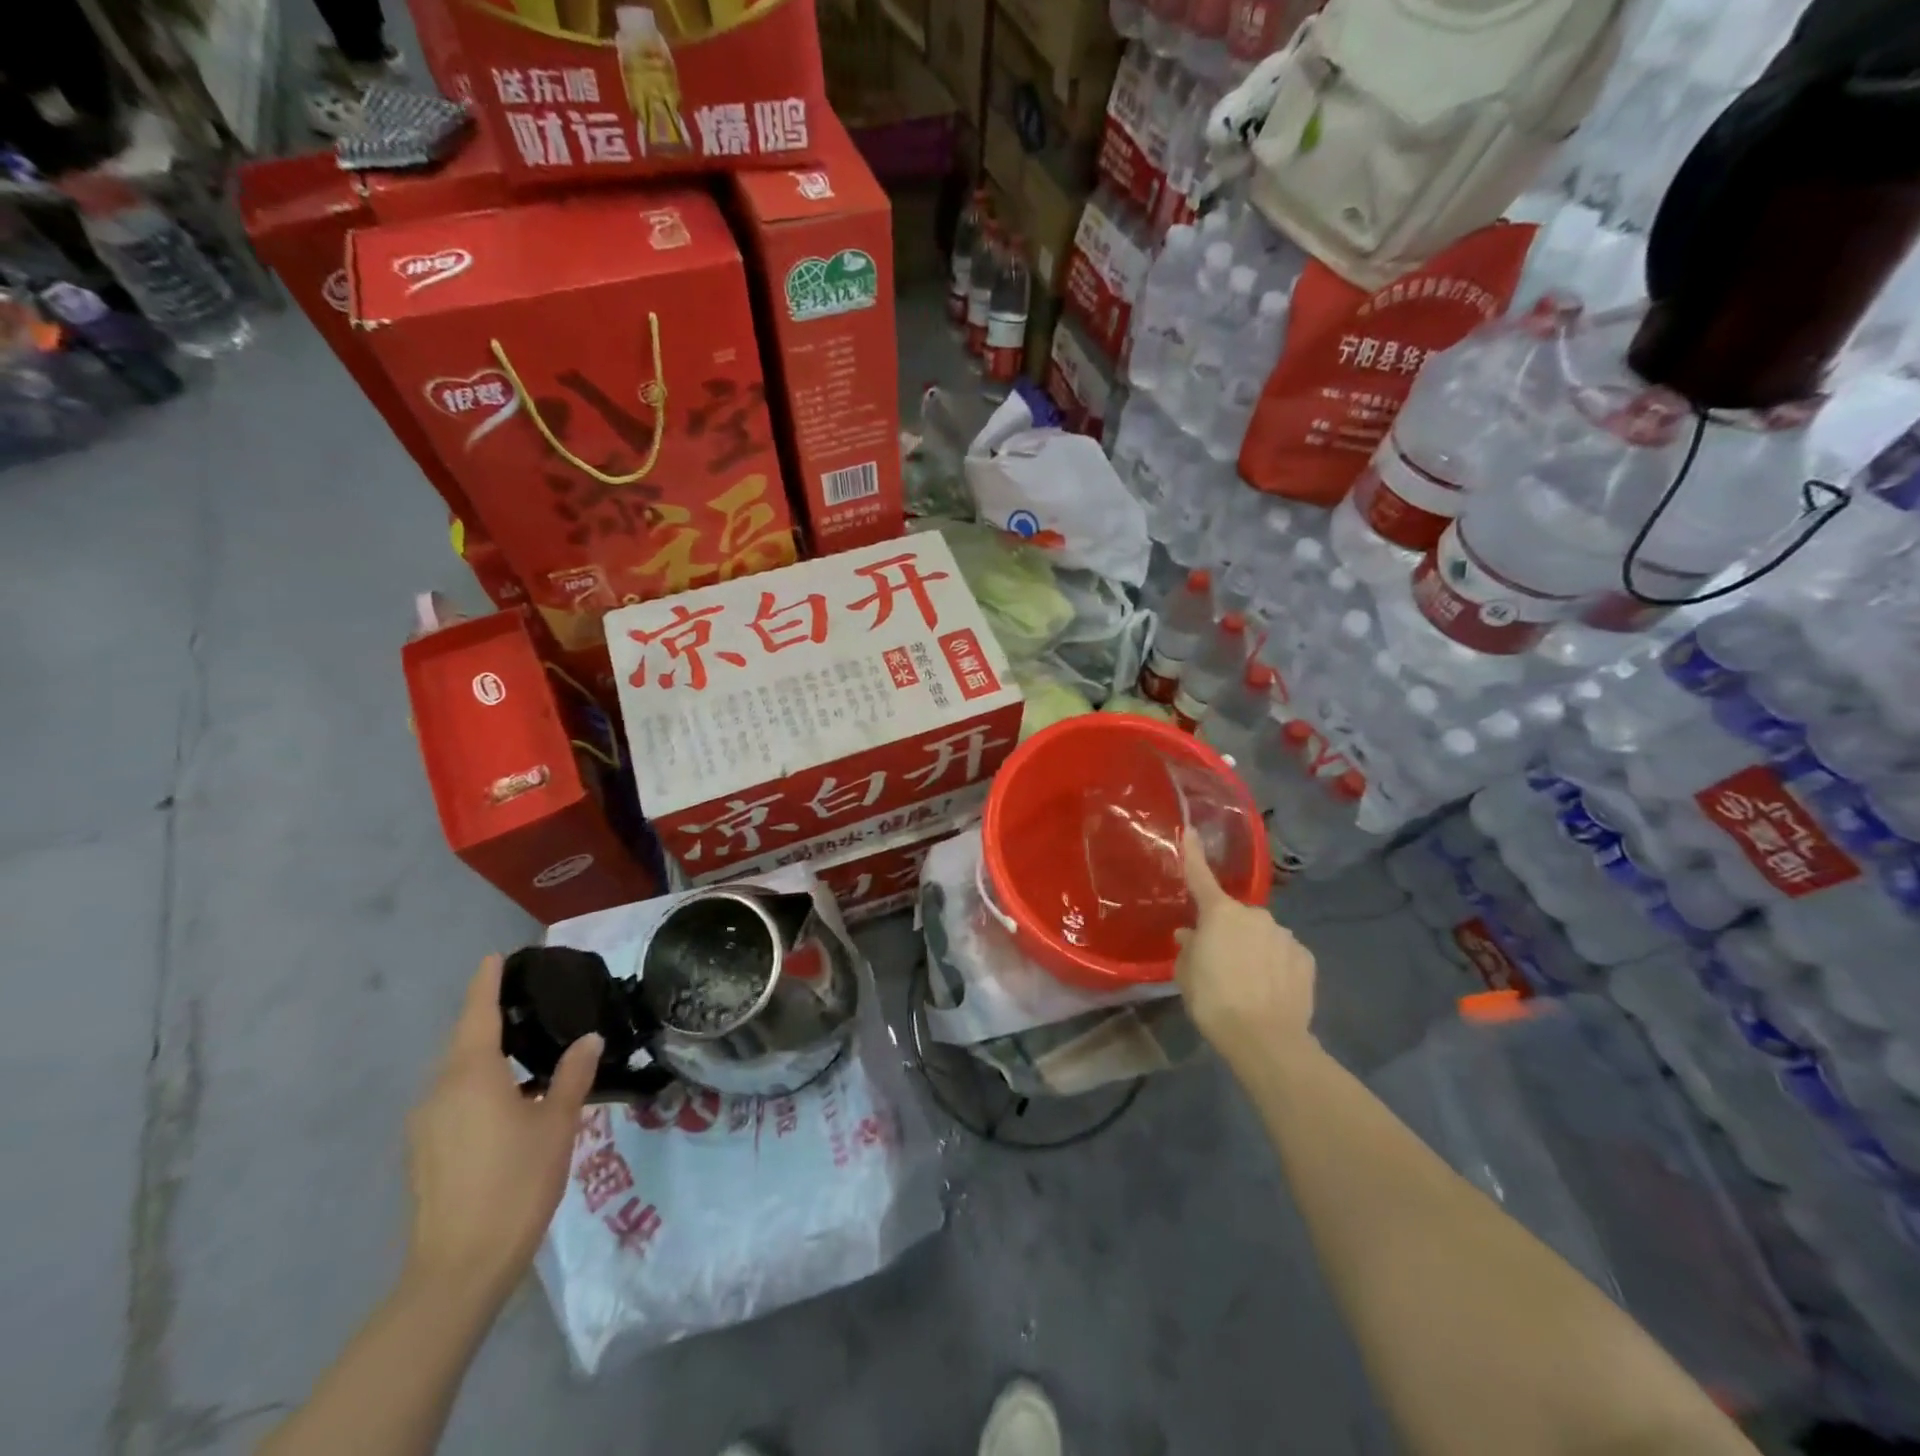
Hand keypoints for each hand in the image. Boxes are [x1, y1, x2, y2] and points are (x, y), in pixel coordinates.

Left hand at [404, 955, 601, 1300]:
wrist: (458, 1268)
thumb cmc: (516, 1182)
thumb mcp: (557, 1123)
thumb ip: (572, 1075)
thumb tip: (589, 1038)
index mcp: (471, 1076)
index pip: (477, 1014)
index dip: (486, 983)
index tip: (495, 957)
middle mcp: (439, 1091)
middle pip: (464, 1042)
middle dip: (489, 1018)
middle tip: (528, 1002)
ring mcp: (425, 1124)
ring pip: (456, 1073)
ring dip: (486, 1055)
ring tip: (526, 1051)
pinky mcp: (424, 1152)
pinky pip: (452, 1100)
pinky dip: (478, 1085)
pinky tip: (508, 1100)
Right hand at [1173, 833, 1316, 1060]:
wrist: (1266, 1039)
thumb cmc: (1214, 1000)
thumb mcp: (1186, 975)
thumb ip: (1189, 949)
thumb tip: (1191, 935)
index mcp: (1220, 913)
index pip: (1201, 876)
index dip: (1193, 853)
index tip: (1191, 830)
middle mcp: (1255, 915)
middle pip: (1235, 916)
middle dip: (1227, 931)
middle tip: (1219, 962)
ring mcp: (1285, 935)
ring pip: (1262, 935)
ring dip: (1253, 949)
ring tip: (1247, 983)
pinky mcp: (1306, 958)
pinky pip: (1283, 953)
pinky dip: (1276, 965)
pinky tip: (1271, 989)